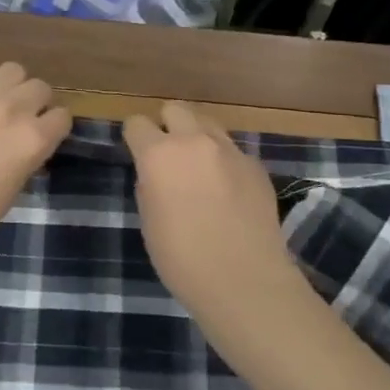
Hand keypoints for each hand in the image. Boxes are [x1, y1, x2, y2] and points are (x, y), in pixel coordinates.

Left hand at [0, 50, 71, 264]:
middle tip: (14, 120)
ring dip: (9, 86)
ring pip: (13, 69)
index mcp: (33, 141)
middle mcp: (14, 109)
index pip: (62, 117)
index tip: (40, 135)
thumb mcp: (13, 190)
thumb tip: (30, 140)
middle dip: (33, 104)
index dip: (51, 127)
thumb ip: (28, 156)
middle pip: (40, 88)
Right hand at [124, 102, 301, 323]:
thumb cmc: (182, 259)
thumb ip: (149, 185)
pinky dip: (224, 161)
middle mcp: (194, 142)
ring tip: (198, 166)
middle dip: (167, 124)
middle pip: (175, 109)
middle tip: (167, 153)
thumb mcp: (149, 221)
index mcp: (158, 155)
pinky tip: (227, 190)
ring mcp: (230, 150)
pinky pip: (233, 150)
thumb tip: (156, 173)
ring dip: (197, 137)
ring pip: (207, 123)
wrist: (244, 281)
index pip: (137, 123)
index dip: (134, 137)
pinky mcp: (256, 166)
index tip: (136, 152)